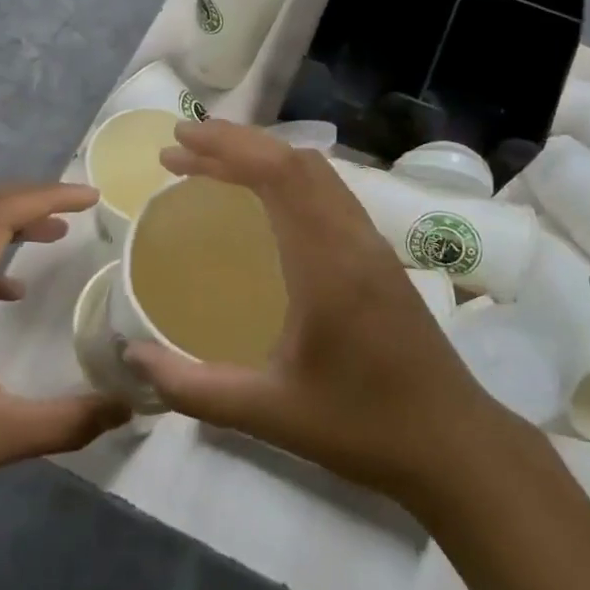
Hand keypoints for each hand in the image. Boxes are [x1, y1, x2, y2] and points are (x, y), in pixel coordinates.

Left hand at [0, 183, 130, 521]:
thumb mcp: (0, 435)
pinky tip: (13, 294)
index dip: (49, 197)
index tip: (93, 199)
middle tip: (79, 207)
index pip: (1, 215)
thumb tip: (128, 405)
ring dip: (12, 224)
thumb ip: (68, 421)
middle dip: (33, 199)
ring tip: (57, 235)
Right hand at [126, 122, 493, 504]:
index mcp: (328, 263)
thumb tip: (133, 358)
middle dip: (235, 143)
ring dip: (263, 156)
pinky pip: (329, 192)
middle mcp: (352, 238)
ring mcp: (372, 244)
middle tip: (180, 146)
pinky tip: (265, 201)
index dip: (225, 148)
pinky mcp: (380, 257)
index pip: (277, 174)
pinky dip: (288, 177)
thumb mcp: (271, 414)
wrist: (455, 447)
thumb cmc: (363, 427)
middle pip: (294, 161)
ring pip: (316, 172)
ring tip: (213, 164)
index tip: (177, 143)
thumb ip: (196, 388)